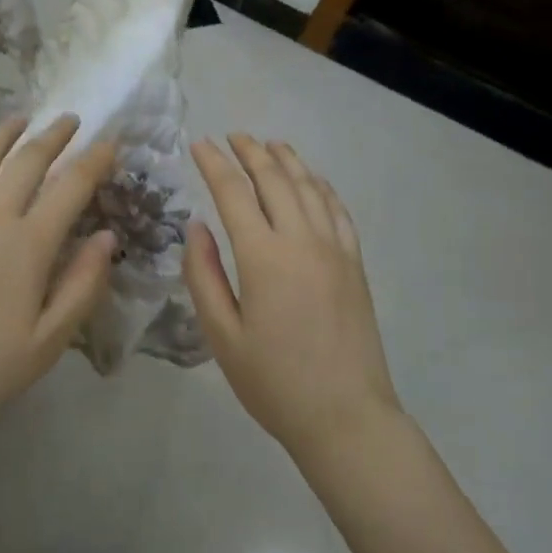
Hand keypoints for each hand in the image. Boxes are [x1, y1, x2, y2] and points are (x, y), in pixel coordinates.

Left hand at [0, 114, 117, 461]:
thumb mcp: (50, 341)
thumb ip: (84, 284)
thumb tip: (107, 236)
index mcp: (29, 244)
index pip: (72, 185)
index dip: (96, 159)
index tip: (111, 142)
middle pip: (29, 158)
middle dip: (55, 134)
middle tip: (71, 120)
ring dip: (7, 132)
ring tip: (22, 120)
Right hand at [184, 134, 402, 466]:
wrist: (346, 416)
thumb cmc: (274, 382)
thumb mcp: (222, 336)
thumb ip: (203, 276)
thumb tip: (197, 226)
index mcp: (263, 256)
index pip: (233, 192)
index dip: (214, 164)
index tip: (199, 144)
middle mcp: (301, 239)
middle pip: (274, 178)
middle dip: (250, 152)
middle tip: (233, 136)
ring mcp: (334, 248)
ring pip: (308, 186)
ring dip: (286, 160)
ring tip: (268, 145)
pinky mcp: (354, 262)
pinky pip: (337, 209)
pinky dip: (321, 185)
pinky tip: (312, 179)